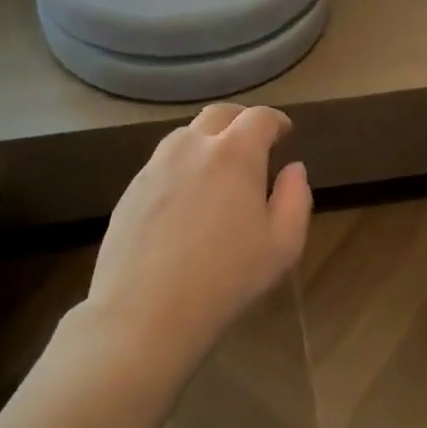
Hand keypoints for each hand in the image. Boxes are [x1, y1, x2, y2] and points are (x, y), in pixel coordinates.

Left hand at [84, 103, 311, 373]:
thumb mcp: (283, 246)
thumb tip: (293, 169)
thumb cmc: (226, 279)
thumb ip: (295, 198)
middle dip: (241, 121)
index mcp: (234, 154)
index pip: (259, 118)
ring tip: (219, 170)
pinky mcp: (131, 190)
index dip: (276, 121)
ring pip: (186, 136)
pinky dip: (182, 166)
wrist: (145, 313)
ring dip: (208, 141)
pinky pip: (163, 163)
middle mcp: (192, 147)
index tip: (284, 133)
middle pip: (218, 115)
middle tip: (253, 143)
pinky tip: (186, 199)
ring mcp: (155, 166)